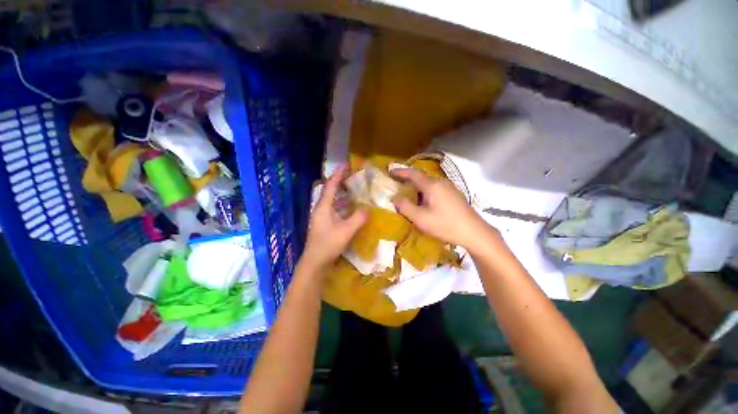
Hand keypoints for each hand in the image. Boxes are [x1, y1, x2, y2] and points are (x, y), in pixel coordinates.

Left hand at [302, 166, 367, 270]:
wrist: (315, 262)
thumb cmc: (329, 244)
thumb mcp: (346, 230)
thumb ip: (358, 218)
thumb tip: (367, 209)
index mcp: (323, 207)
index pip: (331, 186)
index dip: (338, 174)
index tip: (346, 165)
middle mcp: (321, 209)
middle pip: (331, 191)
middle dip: (341, 182)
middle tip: (353, 177)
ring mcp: (322, 217)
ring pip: (333, 201)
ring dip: (343, 195)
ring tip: (354, 190)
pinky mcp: (324, 224)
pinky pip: (334, 209)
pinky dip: (343, 206)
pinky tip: (351, 208)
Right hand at [392, 168, 489, 248]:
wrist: (474, 232)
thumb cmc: (445, 225)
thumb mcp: (421, 218)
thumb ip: (405, 207)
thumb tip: (395, 197)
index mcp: (432, 185)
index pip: (413, 173)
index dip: (401, 171)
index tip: (390, 171)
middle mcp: (441, 182)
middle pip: (422, 177)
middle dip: (408, 179)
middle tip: (398, 183)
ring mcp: (450, 187)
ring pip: (429, 183)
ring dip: (417, 186)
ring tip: (409, 194)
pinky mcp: (455, 194)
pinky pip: (436, 188)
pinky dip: (426, 191)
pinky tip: (425, 201)